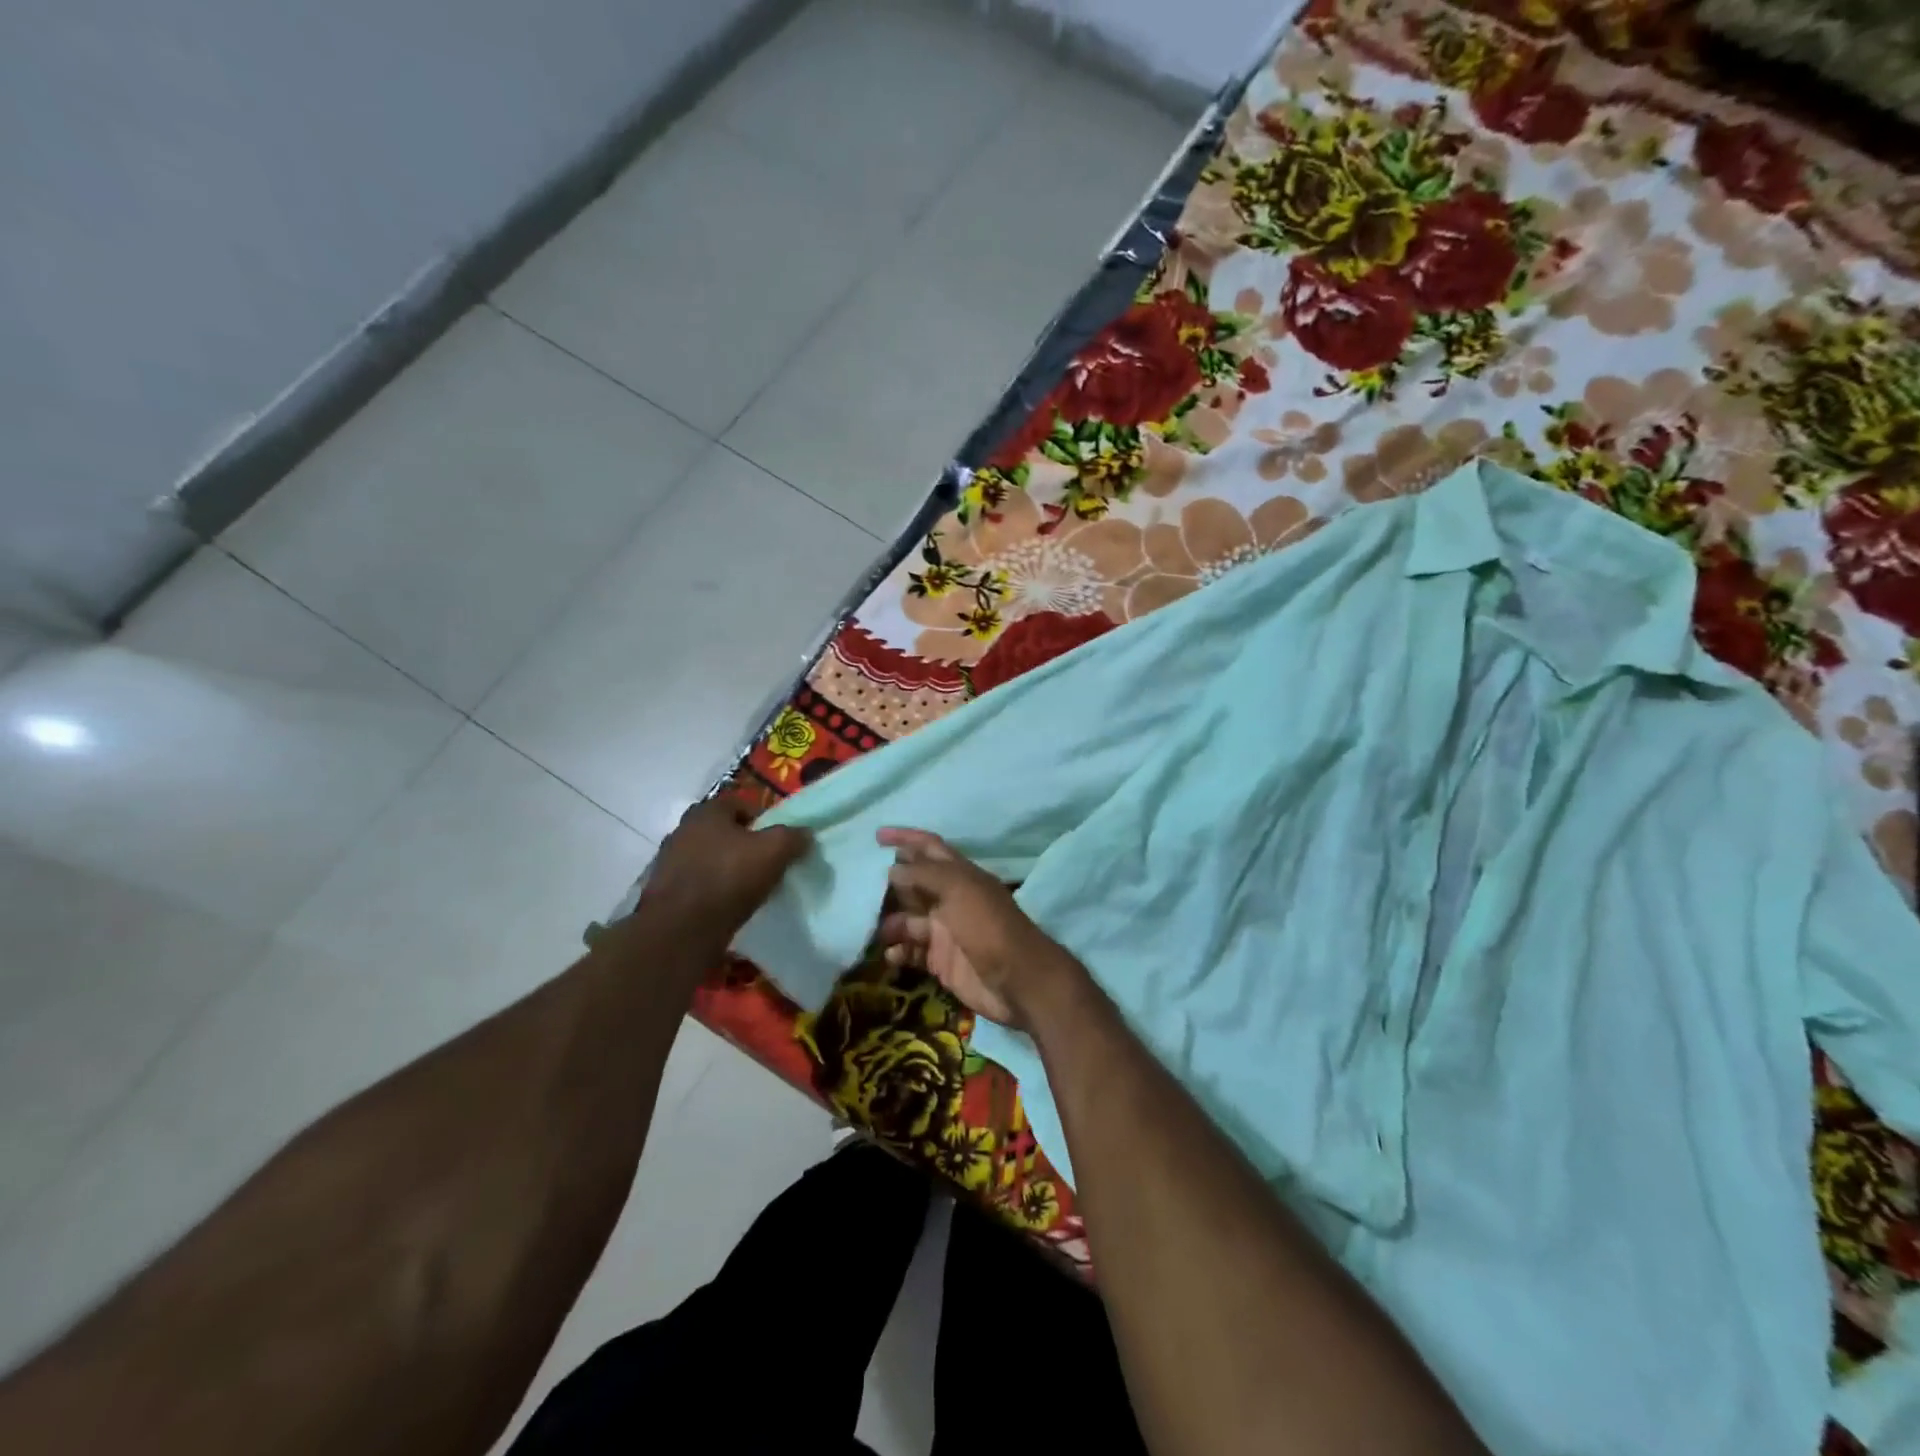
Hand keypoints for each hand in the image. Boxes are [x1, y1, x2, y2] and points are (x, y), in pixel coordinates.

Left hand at [637, 798, 810, 943]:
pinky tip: (726, 907)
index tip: (775, 842)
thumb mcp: (773, 852)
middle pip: (721, 832)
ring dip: (725, 869)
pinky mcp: (664, 893)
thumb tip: (804, 834)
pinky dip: (711, 891)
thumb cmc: (728, 879)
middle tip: (763, 864)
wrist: (680, 931)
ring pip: (707, 858)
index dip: (760, 820)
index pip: (738, 804)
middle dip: (742, 845)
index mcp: (706, 812)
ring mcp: (668, 862)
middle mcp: (682, 830)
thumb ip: (792, 837)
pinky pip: (696, 884)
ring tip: (747, 889)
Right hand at [876, 828, 1082, 1031]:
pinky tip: (890, 955)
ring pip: (908, 919)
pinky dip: (898, 952)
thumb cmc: (989, 927)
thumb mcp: (959, 890)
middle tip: (858, 888)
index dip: (905, 838)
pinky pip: (912, 952)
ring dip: (889, 922)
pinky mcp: (941, 961)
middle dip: (888, 884)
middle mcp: (951, 899)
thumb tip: (892, 869)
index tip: (876, 836)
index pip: (929, 847)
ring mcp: (945, 931)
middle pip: (914, 884)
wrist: (1018, 981)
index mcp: (960, 875)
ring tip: (872, 928)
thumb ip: (925, 875)